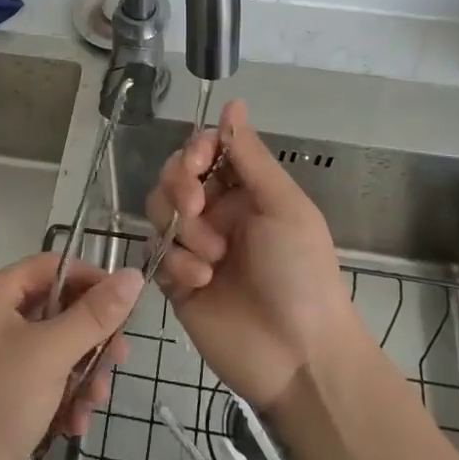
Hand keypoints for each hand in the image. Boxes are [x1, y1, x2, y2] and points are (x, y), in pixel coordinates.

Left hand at [0, 253, 142, 459]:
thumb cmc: (1, 402)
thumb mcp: (53, 352)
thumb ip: (96, 313)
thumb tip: (134, 275)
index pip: (50, 267)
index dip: (88, 279)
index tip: (124, 302)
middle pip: (59, 310)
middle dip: (91, 338)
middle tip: (120, 357)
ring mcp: (0, 362)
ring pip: (60, 349)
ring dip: (84, 374)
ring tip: (96, 401)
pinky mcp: (9, 398)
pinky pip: (50, 381)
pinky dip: (68, 398)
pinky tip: (76, 424)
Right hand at [147, 99, 364, 409]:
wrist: (298, 357)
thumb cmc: (301, 273)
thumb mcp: (284, 206)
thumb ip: (250, 156)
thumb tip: (233, 102)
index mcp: (246, 191)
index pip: (205, 152)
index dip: (194, 150)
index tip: (197, 162)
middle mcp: (218, 213)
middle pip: (175, 178)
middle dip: (179, 186)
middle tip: (196, 207)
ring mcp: (195, 247)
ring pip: (160, 212)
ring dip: (182, 230)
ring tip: (211, 259)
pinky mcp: (177, 282)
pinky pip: (156, 254)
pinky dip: (175, 263)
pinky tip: (200, 282)